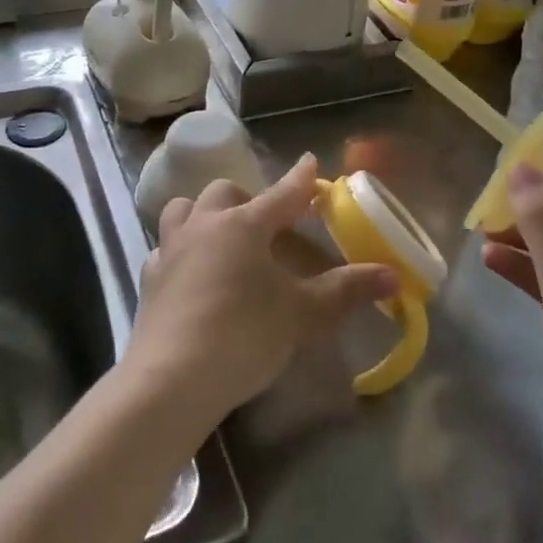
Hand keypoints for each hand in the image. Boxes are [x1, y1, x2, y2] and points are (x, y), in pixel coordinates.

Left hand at [125, 155, 398, 429]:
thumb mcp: (302, 314)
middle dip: (248, 198)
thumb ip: (346, 290)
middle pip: (225, 193)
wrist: (172, 379)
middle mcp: (205, 225)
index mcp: (245, 225)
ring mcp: (171, 249)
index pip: (282, 193)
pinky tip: (190, 273)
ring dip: (204, 214)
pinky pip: (164, 248)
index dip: (301, 179)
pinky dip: (180, 251)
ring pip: (183, 210)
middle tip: (267, 222)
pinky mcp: (149, 278)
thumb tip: (392, 275)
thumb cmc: (244, 336)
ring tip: (221, 236)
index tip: (310, 163)